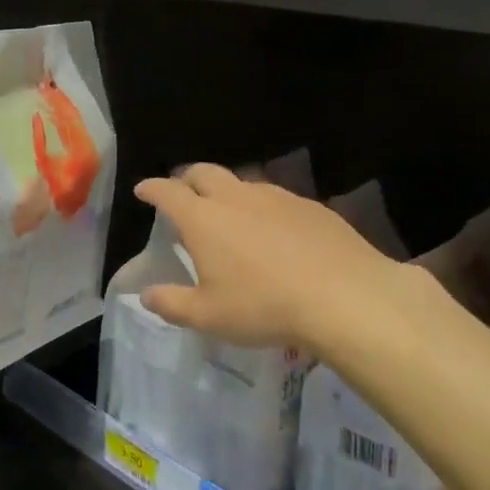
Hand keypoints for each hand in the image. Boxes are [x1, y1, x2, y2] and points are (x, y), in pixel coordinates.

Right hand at [134, 164, 414, 356]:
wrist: (346, 297)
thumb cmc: (264, 307)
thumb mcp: (208, 316)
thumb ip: (172, 304)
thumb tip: (146, 295)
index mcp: (203, 219)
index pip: (168, 192)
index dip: (152, 189)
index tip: (143, 190)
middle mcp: (236, 198)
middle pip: (204, 172)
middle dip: (187, 178)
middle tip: (182, 191)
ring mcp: (277, 197)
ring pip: (242, 182)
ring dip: (227, 191)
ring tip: (228, 212)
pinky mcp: (310, 206)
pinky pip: (276, 198)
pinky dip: (262, 206)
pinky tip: (273, 230)